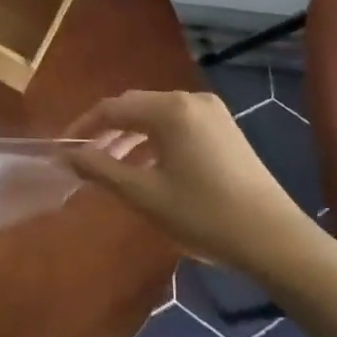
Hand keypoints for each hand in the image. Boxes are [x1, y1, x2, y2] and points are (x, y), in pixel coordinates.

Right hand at [64, 91, 307, 272]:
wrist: (273, 238)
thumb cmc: (204, 215)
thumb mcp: (145, 195)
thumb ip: (102, 170)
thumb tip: (69, 155)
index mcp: (170, 109)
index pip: (113, 107)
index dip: (84, 126)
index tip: (63, 149)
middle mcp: (190, 99)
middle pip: (136, 106)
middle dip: (107, 130)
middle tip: (86, 159)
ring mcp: (211, 112)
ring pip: (157, 115)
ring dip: (131, 136)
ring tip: (112, 166)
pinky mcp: (224, 128)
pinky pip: (178, 124)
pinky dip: (156, 139)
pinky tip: (148, 166)